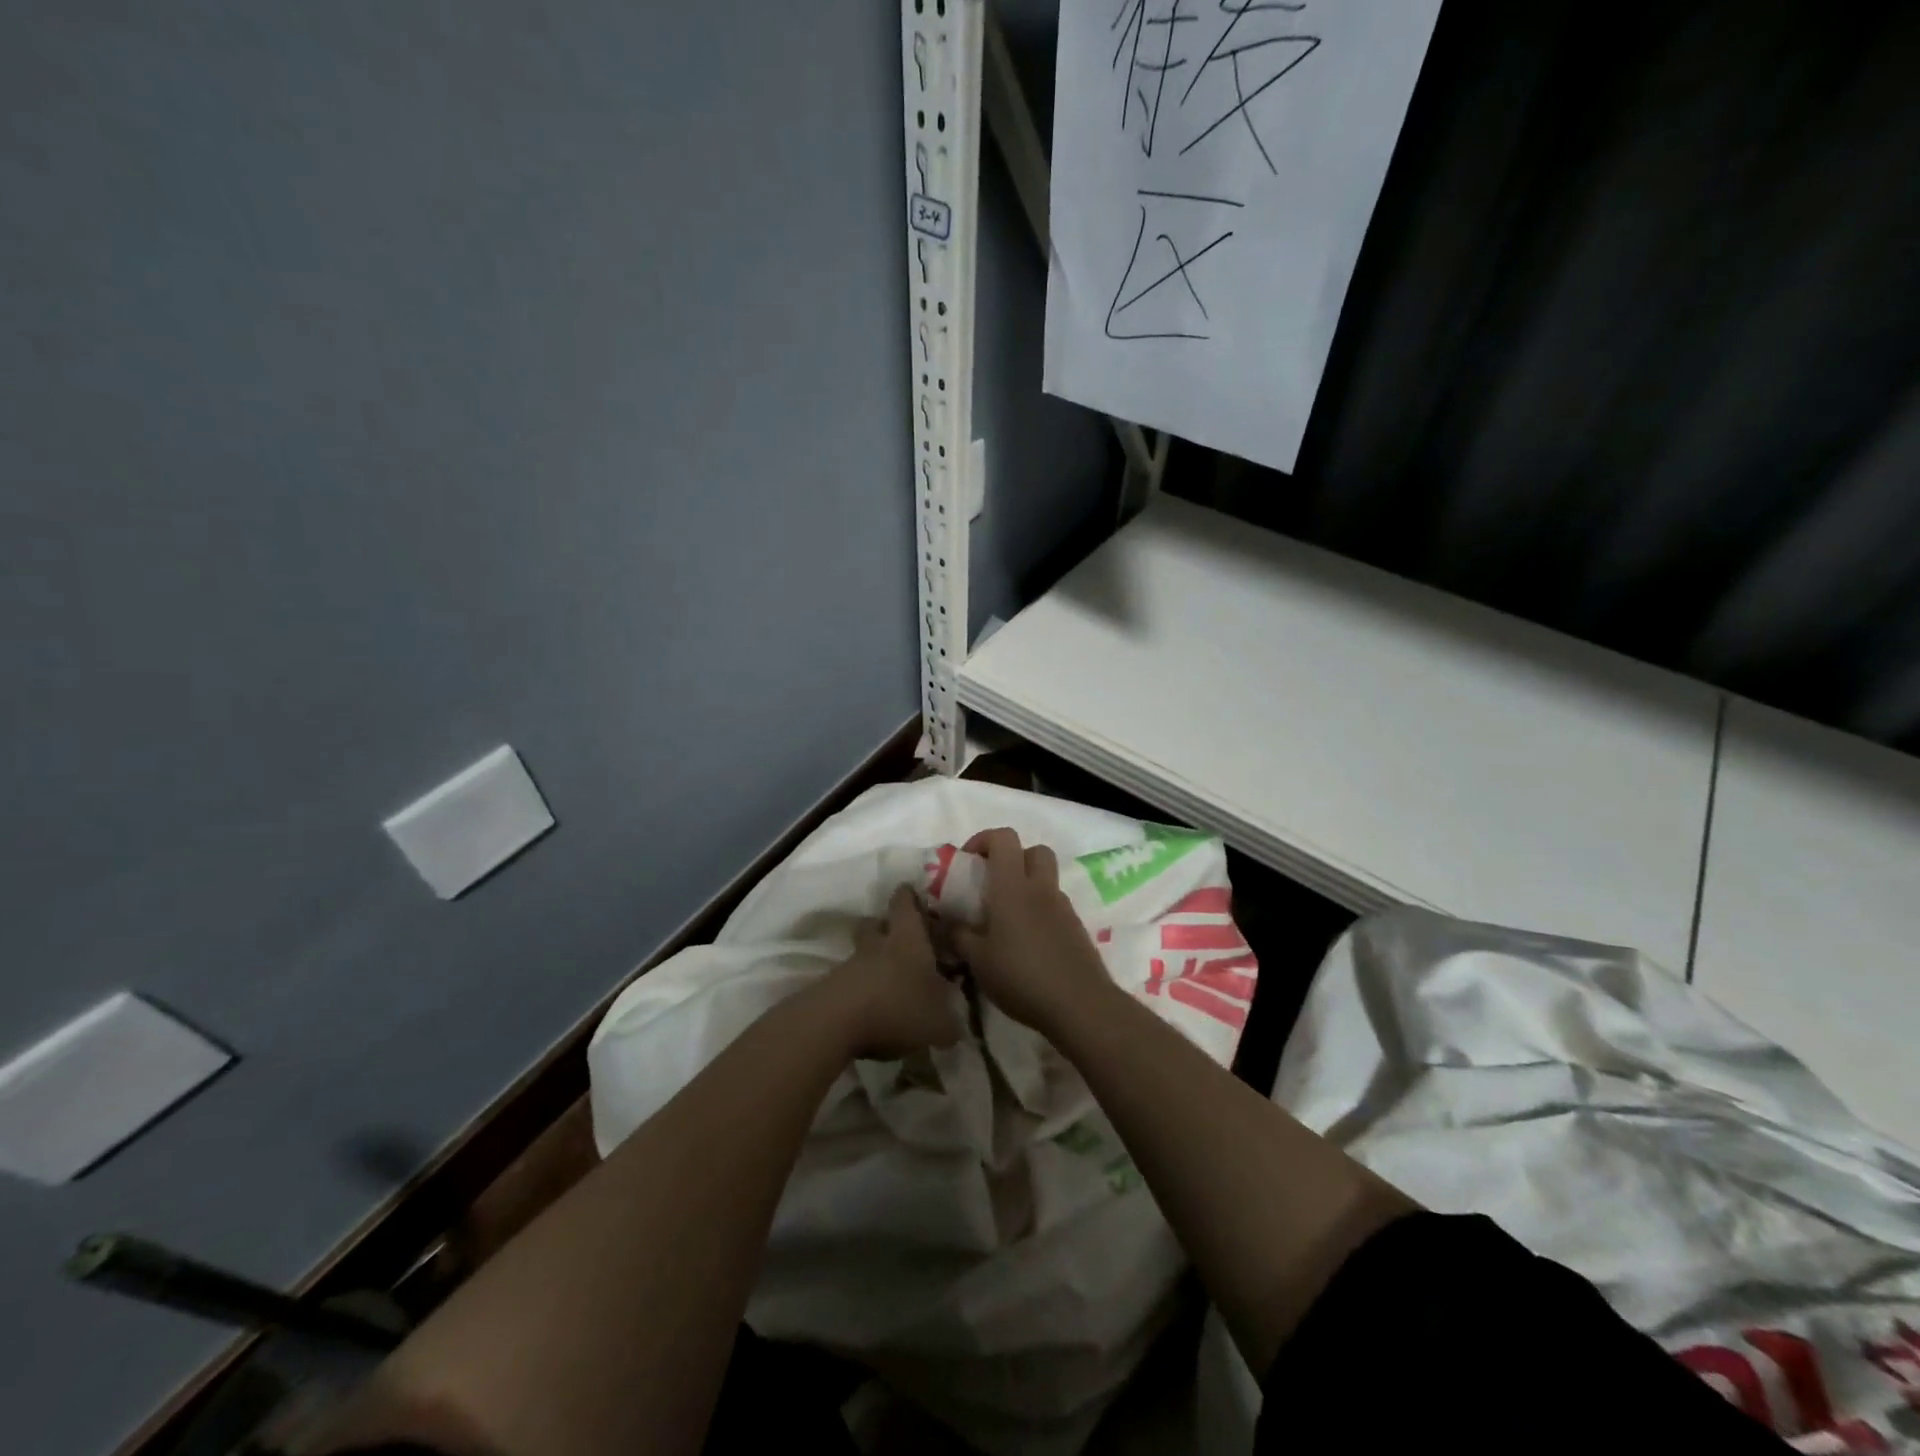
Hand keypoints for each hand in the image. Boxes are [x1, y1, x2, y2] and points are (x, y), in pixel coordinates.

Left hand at [820, 885, 964, 1060]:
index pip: (905, 904)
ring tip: (890, 979)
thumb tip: (956, 1030)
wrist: (834, 1024)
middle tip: (901, 937)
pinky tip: (872, 1006)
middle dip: (886, 925)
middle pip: (876, 922)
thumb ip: (950, 1025)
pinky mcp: (832, 988)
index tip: (912, 892)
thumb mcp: (938, 1025)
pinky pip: (850, 979)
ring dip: (873, 959)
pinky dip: (861, 987)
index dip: (908, 897)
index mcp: (908, 940)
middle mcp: (878, 945)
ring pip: (862, 951)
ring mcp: (850, 965)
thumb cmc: (897, 1009)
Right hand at [955, 828, 1115, 1037]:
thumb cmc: (1021, 977)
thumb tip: (947, 922)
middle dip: (1013, 858)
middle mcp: (1041, 888)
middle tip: (992, 884)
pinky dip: (1040, 910)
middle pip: (1034, 850)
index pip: (1004, 838)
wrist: (1080, 1005)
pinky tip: (1027, 942)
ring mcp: (1064, 907)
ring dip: (1027, 885)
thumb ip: (959, 936)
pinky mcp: (1076, 927)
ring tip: (1007, 919)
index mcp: (1013, 887)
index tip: (968, 862)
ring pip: (1046, 878)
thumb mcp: (978, 961)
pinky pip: (1055, 905)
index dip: (984, 839)